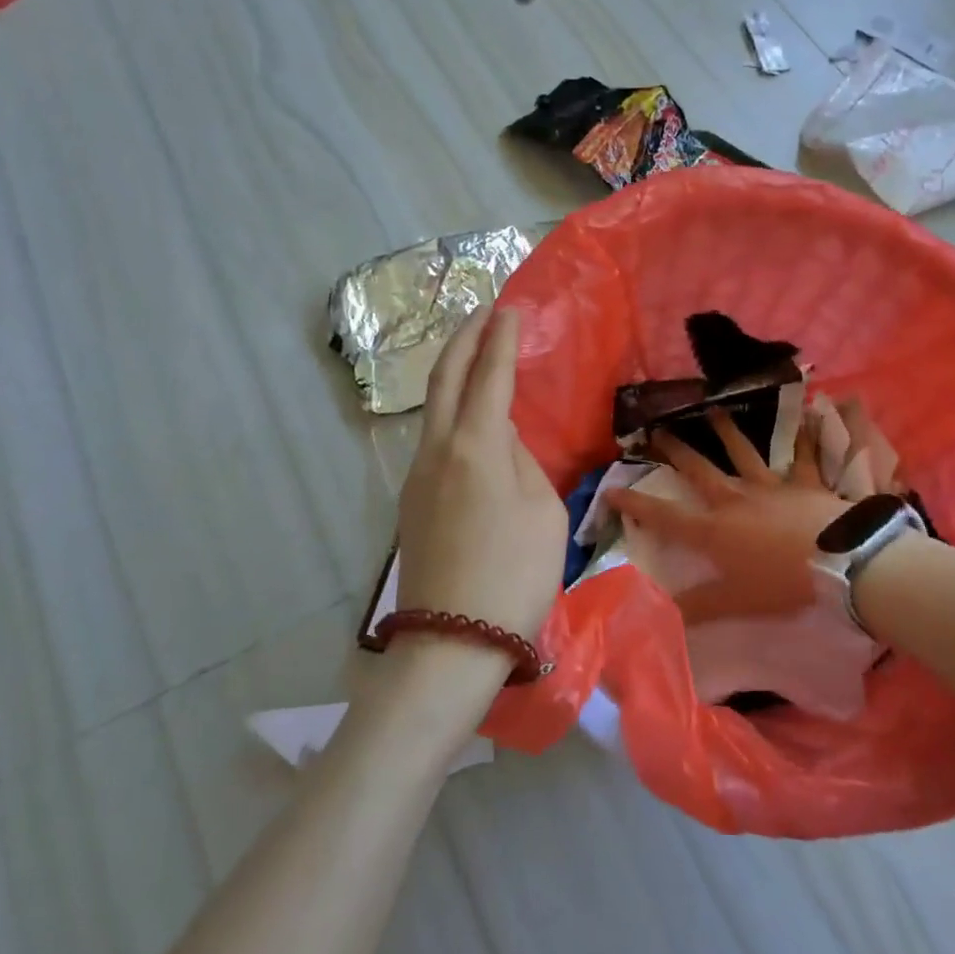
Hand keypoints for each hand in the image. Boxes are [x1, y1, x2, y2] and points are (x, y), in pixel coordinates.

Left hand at [394, 309, 567, 650]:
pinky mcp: (411, 501)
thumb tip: (504, 440)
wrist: (452, 643)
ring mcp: (417, 475)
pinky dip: (452, 412)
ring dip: (454, 372)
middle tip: (483, 311)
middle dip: (464, 338)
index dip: (501, 339)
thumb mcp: (542, 512)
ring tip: (476, 356)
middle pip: (445, 378)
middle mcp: (438, 450)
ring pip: (434, 408)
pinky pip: (435, 440)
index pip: (489, 375)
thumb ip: (523, 463)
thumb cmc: (514, 577)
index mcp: (476, 446)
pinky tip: (470, 420)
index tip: (510, 310)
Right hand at [608, 407, 855, 625]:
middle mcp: (735, 500)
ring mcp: (771, 487)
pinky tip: (806, 416)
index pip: (665, 516)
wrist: (840, 563)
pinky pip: (803, 456)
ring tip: (712, 409)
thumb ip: (699, 607)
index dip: (635, 503)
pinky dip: (803, 437)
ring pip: (743, 453)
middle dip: (675, 451)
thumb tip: (660, 613)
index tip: (611, 488)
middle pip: (699, 470)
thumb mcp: (736, 602)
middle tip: (656, 430)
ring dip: (726, 431)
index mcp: (714, 530)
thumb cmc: (782, 583)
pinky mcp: (804, 483)